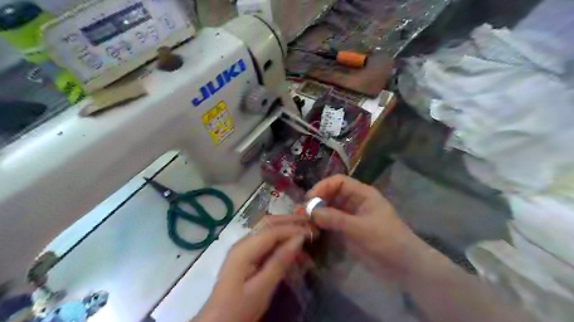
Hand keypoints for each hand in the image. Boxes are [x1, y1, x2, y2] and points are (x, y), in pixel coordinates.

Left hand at [197, 215, 313, 321]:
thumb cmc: (239, 308)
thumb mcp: (261, 289)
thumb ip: (279, 262)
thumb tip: (299, 239)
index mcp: (244, 249)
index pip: (272, 230)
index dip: (293, 228)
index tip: (313, 231)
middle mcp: (243, 242)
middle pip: (268, 223)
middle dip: (290, 221)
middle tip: (310, 223)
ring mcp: (244, 247)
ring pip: (268, 229)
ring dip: (286, 226)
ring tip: (305, 229)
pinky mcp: (247, 254)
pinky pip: (266, 240)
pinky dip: (281, 237)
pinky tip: (291, 243)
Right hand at [308, 174, 427, 281]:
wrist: (404, 267)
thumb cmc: (388, 241)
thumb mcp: (362, 229)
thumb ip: (337, 219)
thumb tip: (311, 211)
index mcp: (362, 194)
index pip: (339, 182)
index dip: (323, 186)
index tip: (310, 198)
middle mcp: (354, 202)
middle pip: (331, 194)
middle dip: (317, 200)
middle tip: (302, 212)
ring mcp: (350, 217)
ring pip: (329, 209)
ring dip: (317, 213)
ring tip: (303, 220)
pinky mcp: (347, 230)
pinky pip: (330, 222)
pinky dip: (321, 224)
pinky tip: (312, 229)